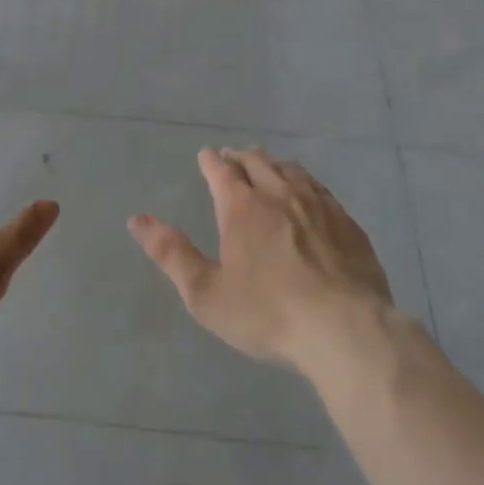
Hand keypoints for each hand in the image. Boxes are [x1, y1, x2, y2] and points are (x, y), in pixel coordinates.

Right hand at [130, 147, 395, 375]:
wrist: (345, 328)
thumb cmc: (267, 313)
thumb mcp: (206, 293)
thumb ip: (171, 253)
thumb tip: (136, 219)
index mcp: (242, 207)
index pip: (222, 170)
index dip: (211, 161)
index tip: (206, 156)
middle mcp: (280, 194)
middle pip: (258, 162)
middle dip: (241, 157)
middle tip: (233, 157)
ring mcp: (318, 205)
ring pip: (292, 170)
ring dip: (274, 165)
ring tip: (268, 168)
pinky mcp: (347, 223)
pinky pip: (321, 189)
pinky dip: (305, 182)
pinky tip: (309, 194)